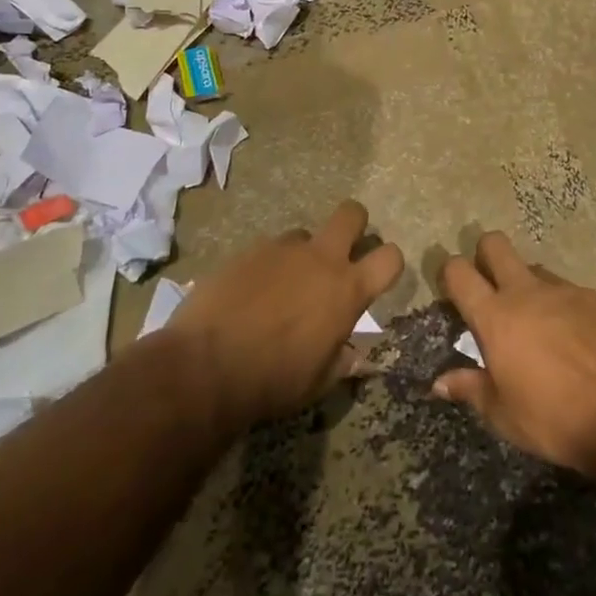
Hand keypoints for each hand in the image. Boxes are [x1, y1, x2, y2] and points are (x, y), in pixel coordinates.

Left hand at [164, 200, 402, 429]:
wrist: (205, 366)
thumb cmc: (272, 381)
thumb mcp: (317, 382)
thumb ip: (340, 360)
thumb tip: (351, 353)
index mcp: (346, 290)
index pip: (390, 257)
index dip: (390, 263)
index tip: (378, 276)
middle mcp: (320, 259)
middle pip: (352, 213)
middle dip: (354, 225)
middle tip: (341, 253)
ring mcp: (281, 249)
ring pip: (304, 234)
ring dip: (302, 254)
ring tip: (282, 287)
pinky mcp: (247, 250)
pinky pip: (267, 249)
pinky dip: (266, 267)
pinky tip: (249, 294)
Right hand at [433, 231, 595, 479]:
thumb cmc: (555, 420)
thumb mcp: (504, 415)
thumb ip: (470, 389)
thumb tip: (440, 382)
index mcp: (496, 317)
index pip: (459, 272)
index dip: (449, 273)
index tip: (452, 290)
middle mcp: (526, 292)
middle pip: (494, 244)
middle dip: (485, 255)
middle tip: (489, 287)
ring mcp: (564, 290)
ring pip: (533, 267)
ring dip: (526, 284)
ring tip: (535, 322)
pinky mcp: (595, 298)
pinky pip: (566, 289)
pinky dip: (560, 304)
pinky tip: (572, 336)